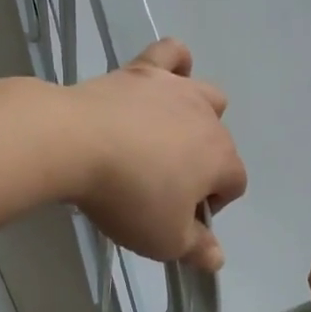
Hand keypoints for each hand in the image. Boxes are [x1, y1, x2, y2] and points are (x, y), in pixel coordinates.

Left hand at [65, 39, 247, 268]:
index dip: (212, 205)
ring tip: (165, 135)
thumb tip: (217, 258)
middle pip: (221, 141)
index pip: (234, 184)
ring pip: (206, 94)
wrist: (76, 143)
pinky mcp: (142, 70)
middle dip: (203, 164)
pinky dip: (174, 63)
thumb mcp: (163, 239)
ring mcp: (175, 89)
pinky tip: (163, 79)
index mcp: (220, 158)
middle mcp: (207, 118)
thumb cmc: (128, 196)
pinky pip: (171, 53)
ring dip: (197, 115)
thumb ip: (195, 248)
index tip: (180, 219)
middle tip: (164, 186)